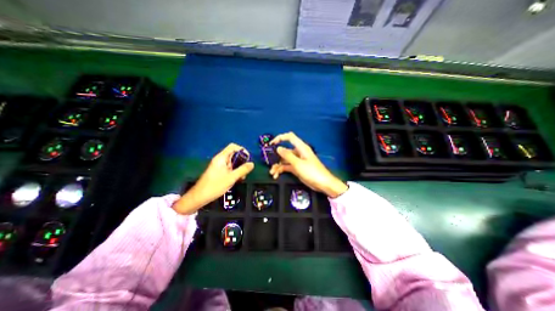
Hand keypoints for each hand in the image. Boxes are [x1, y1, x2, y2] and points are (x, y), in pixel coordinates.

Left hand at [173, 143, 253, 213]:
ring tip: (242, 177)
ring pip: (232, 162)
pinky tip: (237, 179)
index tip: (248, 158)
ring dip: (239, 168)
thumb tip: (252, 164)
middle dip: (242, 161)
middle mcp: (220, 159)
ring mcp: (219, 166)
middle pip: (234, 154)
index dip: (242, 150)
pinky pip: (229, 168)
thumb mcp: (231, 178)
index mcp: (221, 158)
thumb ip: (243, 170)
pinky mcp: (219, 172)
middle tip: (246, 170)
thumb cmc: (215, 185)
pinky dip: (235, 172)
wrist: (200, 196)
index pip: (233, 147)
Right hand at [267, 132, 345, 197]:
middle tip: (269, 162)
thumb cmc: (312, 172)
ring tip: (272, 173)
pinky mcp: (296, 168)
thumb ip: (287, 156)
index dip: (280, 138)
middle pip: (284, 150)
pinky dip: (281, 170)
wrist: (322, 184)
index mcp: (301, 148)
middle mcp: (298, 152)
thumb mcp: (298, 164)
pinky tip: (276, 175)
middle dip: (276, 156)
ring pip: (284, 160)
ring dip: (277, 165)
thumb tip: (278, 148)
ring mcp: (297, 161)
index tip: (271, 144)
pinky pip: (286, 166)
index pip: (289, 137)